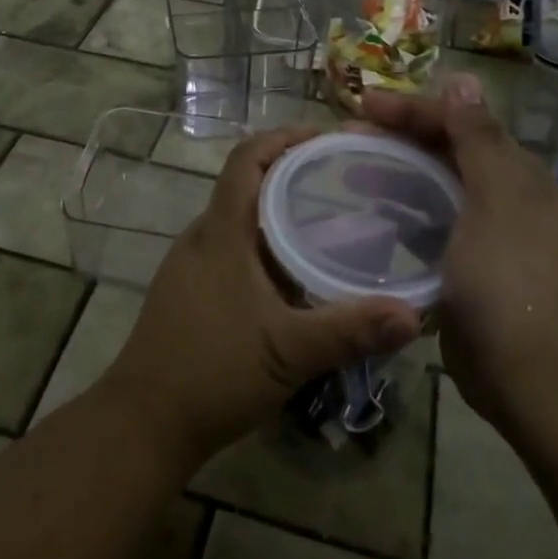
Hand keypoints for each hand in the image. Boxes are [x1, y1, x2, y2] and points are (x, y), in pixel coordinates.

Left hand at [98, 126, 422, 471]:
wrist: (144, 422)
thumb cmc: (212, 372)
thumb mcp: (288, 352)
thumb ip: (350, 330)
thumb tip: (414, 313)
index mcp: (221, 233)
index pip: (247, 159)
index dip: (283, 138)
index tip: (325, 137)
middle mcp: (202, 238)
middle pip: (245, 185)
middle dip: (290, 174)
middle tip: (342, 181)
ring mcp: (191, 266)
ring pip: (239, 221)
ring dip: (277, 213)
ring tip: (329, 223)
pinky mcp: (190, 292)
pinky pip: (232, 250)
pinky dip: (264, 246)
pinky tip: (295, 276)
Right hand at [360, 76, 557, 429]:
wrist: (536, 379)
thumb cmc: (512, 280)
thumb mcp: (497, 201)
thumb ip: (478, 139)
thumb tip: (463, 79)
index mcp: (516, 174)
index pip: (459, 122)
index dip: (411, 108)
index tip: (362, 106)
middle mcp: (505, 197)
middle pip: (445, 150)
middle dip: (397, 135)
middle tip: (347, 135)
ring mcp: (487, 235)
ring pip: (435, 186)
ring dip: (395, 171)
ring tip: (351, 170)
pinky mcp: (469, 268)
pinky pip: (431, 224)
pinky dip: (402, 212)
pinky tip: (373, 216)